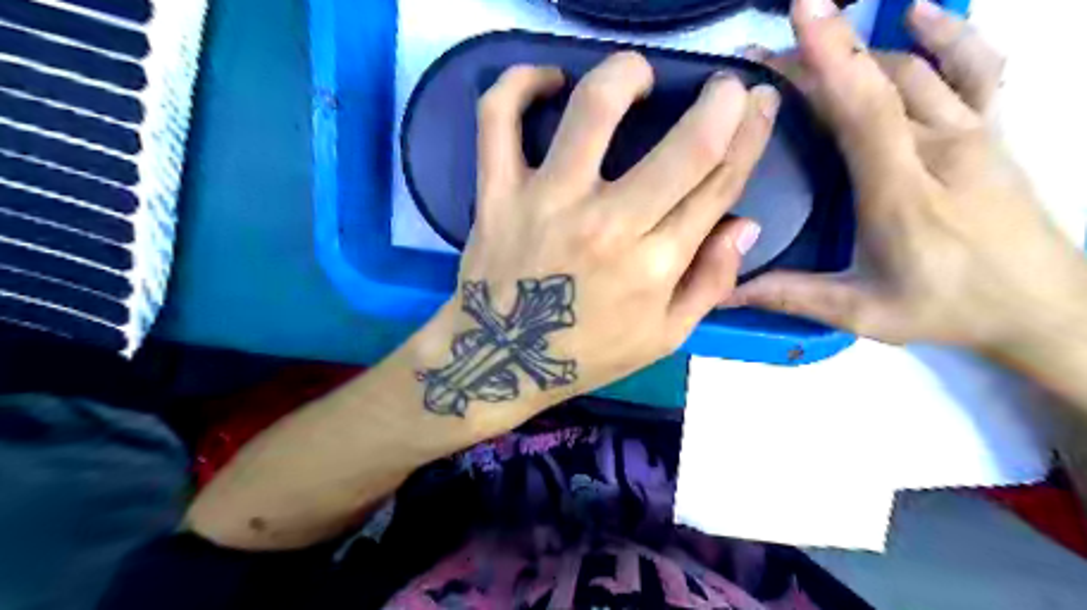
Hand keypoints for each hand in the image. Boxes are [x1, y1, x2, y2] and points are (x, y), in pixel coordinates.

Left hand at [416, 53, 780, 418]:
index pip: (718, 185)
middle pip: (684, 146)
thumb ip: (710, 284)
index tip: (760, 103)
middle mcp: (607, 226)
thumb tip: (744, 225)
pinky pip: (499, 120)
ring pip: (594, 110)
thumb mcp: (663, 337)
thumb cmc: (586, 353)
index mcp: (654, 265)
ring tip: (637, 73)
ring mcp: (547, 202)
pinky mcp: (497, 193)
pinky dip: (518, 84)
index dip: (751, 136)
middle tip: (723, 86)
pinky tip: (546, 79)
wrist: (502, 360)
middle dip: (720, 102)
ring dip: (626, 73)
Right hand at [725, 0, 1086, 357]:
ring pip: (914, 70)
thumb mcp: (863, 314)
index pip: (866, 110)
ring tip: (813, 43)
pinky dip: (947, 35)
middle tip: (765, 56)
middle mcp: (940, 149)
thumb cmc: (949, 309)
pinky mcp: (991, 132)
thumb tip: (723, 291)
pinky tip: (917, 16)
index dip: (832, 60)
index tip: (798, 18)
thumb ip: (793, 296)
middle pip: (878, 82)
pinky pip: (974, 68)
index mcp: (902, 193)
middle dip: (820, 57)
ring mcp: (973, 134)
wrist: (1044, 308)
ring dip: (860, 50)